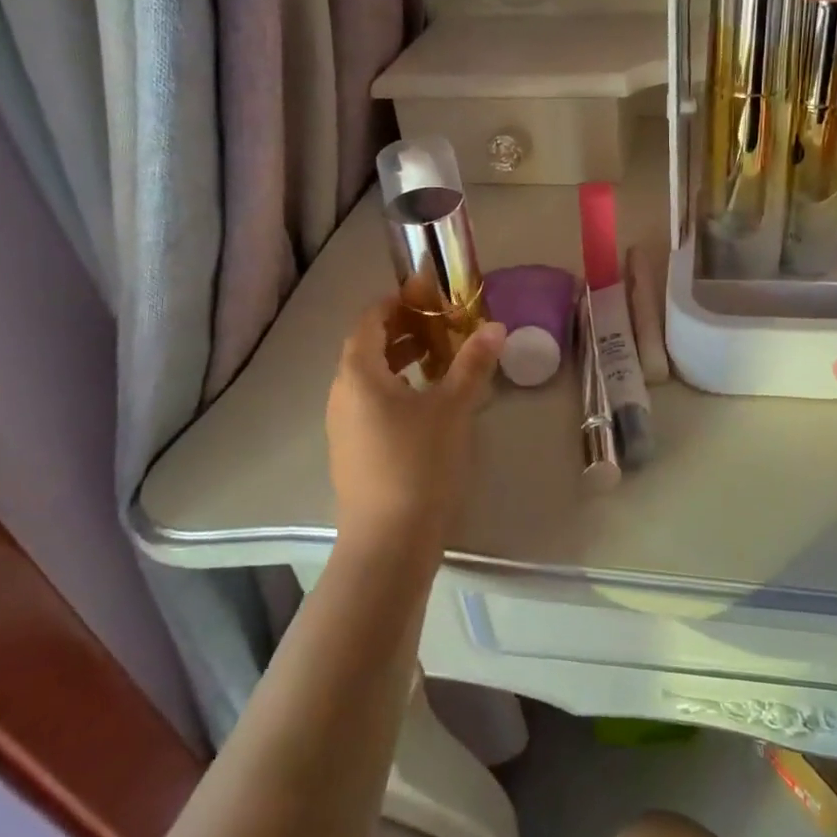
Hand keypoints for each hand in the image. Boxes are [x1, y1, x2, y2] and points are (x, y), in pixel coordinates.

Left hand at [326, 298, 505, 556]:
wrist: (389, 540)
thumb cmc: (419, 463)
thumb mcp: (453, 408)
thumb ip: (472, 363)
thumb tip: (495, 326)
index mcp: (358, 373)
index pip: (370, 320)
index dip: (398, 301)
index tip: (430, 295)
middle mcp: (342, 393)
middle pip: (368, 347)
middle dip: (405, 330)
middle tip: (444, 325)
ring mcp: (343, 425)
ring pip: (370, 378)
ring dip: (402, 361)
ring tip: (441, 361)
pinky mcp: (352, 451)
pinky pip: (371, 404)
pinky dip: (397, 389)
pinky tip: (427, 405)